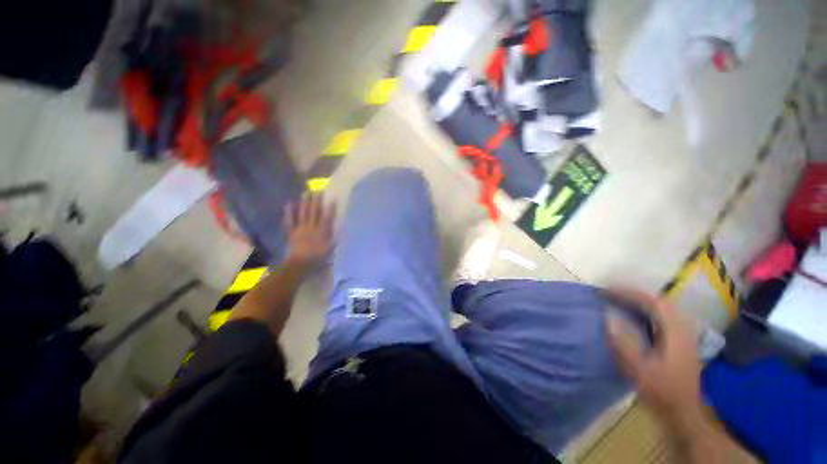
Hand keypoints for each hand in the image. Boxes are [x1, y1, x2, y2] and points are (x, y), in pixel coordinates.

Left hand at [283, 193, 335, 270]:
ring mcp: (300, 229)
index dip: (330, 208)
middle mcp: (311, 228)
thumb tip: (338, 228)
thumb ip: (334, 239)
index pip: (327, 218)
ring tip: (306, 192)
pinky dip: (289, 212)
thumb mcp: (330, 250)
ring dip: (304, 202)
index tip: (332, 198)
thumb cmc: (317, 260)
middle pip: (314, 212)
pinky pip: (289, 221)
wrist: (299, 266)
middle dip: (316, 201)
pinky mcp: (292, 232)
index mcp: (322, 233)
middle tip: (318, 190)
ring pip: (303, 213)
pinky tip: (289, 204)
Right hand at [605, 289, 703, 431]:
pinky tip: (632, 315)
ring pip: (661, 309)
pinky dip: (644, 311)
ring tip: (617, 300)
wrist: (682, 413)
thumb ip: (623, 343)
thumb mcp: (639, 370)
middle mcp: (682, 329)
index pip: (653, 302)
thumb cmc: (661, 392)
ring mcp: (683, 335)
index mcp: (676, 333)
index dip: (628, 293)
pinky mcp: (679, 342)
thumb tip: (607, 316)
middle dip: (632, 294)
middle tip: (609, 293)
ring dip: (638, 301)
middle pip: (658, 302)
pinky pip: (660, 317)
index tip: (606, 291)